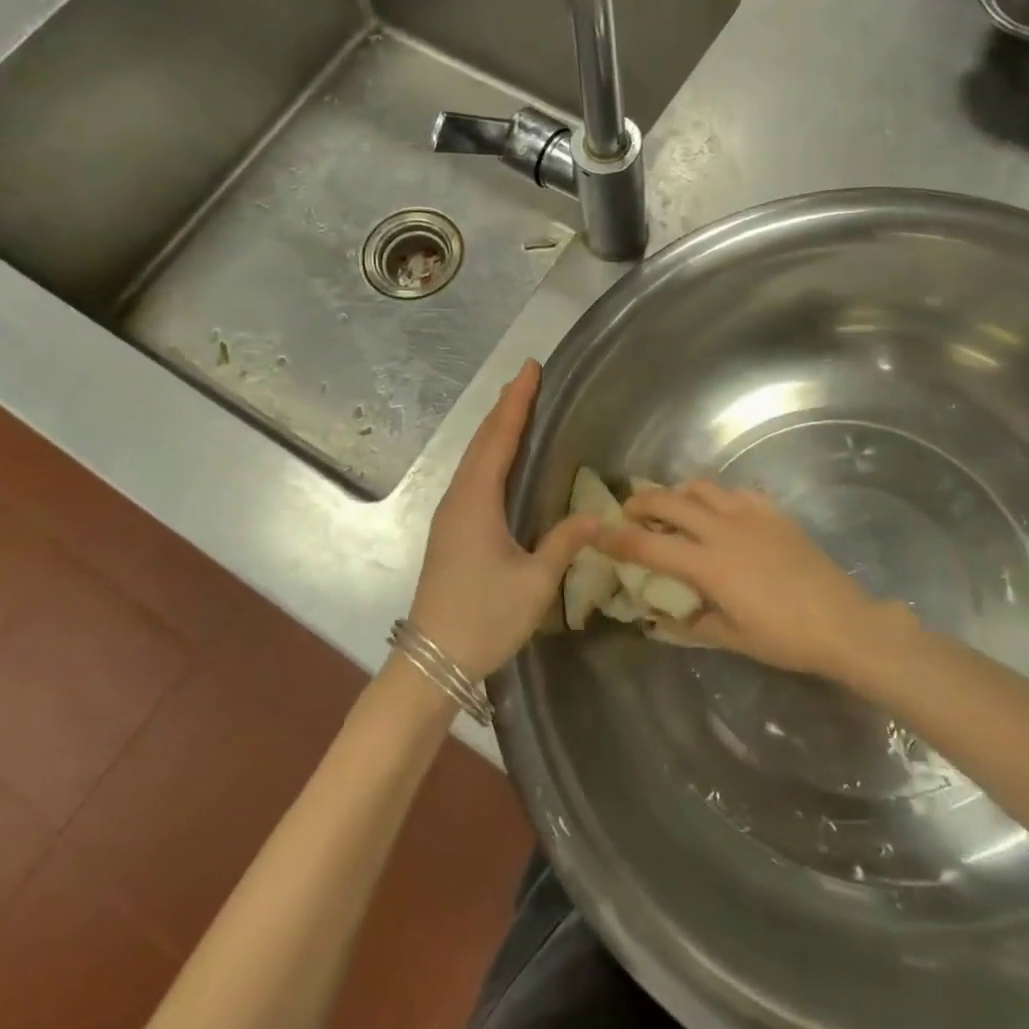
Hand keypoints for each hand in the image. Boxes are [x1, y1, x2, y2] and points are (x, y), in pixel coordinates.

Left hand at [410, 360, 599, 679]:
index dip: (516, 402)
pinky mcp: (449, 531)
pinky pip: (471, 477)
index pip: (499, 438)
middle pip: (482, 442)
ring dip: (494, 430)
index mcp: (477, 501)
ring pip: (473, 459)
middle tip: (528, 380)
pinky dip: (488, 454)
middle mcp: (458, 498)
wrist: (431, 659)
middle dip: (505, 408)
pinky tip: (500, 461)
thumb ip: (564, 543)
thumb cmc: (485, 618)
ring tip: (516, 409)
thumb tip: (597, 516)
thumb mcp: (535, 582)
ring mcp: (449, 515)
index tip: (530, 369)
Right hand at [598, 481, 882, 680]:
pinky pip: (736, 492)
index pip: (650, 545)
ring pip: (702, 487)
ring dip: (678, 493)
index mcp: (709, 565)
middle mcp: (723, 530)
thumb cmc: (786, 638)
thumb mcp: (733, 638)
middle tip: (629, 513)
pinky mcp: (774, 512)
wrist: (844, 622)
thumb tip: (665, 616)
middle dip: (641, 502)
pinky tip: (720, 513)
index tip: (596, 532)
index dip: (618, 538)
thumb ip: (693, 622)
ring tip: (673, 507)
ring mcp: (751, 515)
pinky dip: (717, 497)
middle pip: (669, 500)